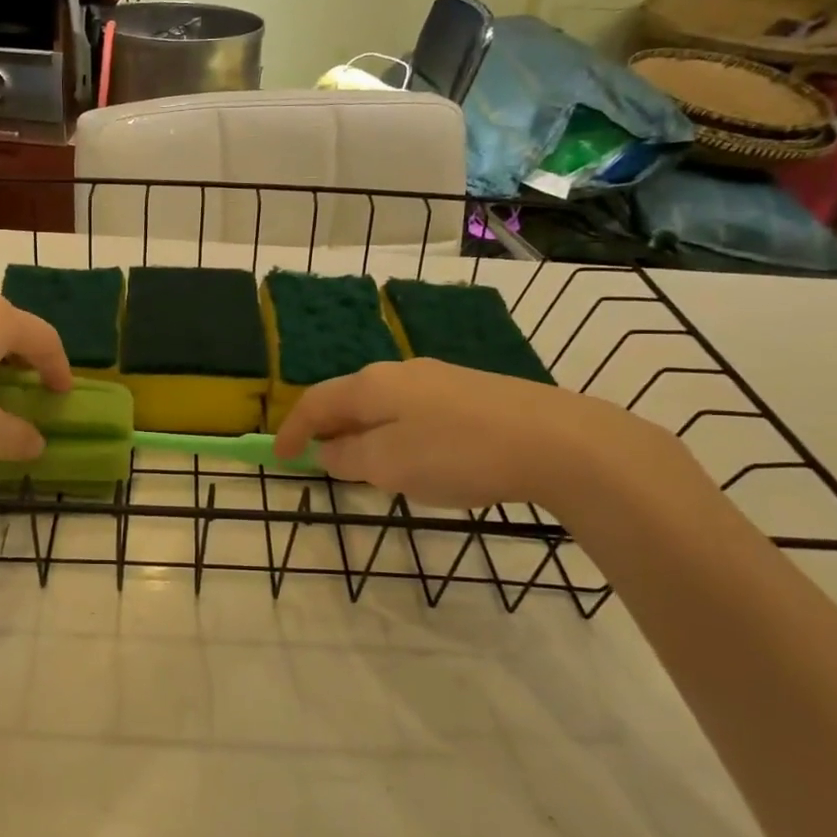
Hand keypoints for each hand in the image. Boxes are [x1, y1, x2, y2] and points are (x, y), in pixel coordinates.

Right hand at [273, 358, 681, 511]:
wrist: (555, 440)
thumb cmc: (457, 454)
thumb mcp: (389, 465)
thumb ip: (348, 458)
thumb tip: (328, 451)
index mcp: (371, 385)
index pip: (314, 402)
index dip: (292, 430)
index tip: (280, 458)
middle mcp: (400, 372)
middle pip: (348, 398)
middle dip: (328, 429)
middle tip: (320, 461)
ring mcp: (439, 379)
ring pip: (383, 404)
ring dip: (363, 432)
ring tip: (365, 465)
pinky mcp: (472, 392)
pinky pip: (415, 411)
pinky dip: (396, 432)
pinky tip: (417, 456)